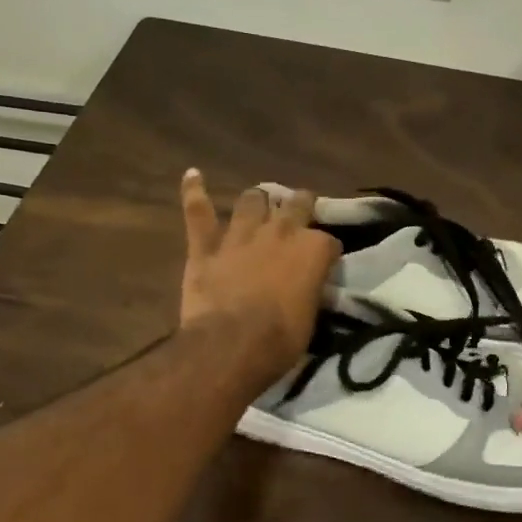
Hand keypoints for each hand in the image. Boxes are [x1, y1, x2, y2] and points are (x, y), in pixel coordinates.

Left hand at [179, 169, 338, 387]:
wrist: (231, 345)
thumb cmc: (279, 341)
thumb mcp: (310, 318)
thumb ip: (309, 291)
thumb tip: (307, 288)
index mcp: (312, 250)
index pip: (329, 240)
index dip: (327, 252)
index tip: (323, 264)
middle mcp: (281, 232)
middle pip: (297, 204)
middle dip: (300, 206)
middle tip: (299, 213)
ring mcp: (241, 234)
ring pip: (252, 200)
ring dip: (257, 203)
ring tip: (257, 207)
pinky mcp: (206, 245)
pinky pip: (198, 211)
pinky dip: (194, 192)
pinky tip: (192, 175)